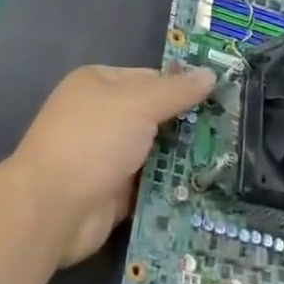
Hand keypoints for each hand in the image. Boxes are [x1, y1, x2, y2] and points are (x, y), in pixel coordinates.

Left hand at [7, 64, 214, 266]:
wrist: (52, 208)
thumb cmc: (93, 140)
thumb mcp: (139, 105)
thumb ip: (176, 91)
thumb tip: (210, 74)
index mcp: (99, 83)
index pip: (150, 78)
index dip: (182, 88)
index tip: (221, 100)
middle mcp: (101, 116)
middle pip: (154, 116)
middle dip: (187, 127)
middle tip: (232, 134)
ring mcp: (106, 156)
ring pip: (154, 152)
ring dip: (182, 160)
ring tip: (228, 163)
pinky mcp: (112, 193)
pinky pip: (149, 185)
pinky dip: (170, 187)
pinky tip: (205, 190)